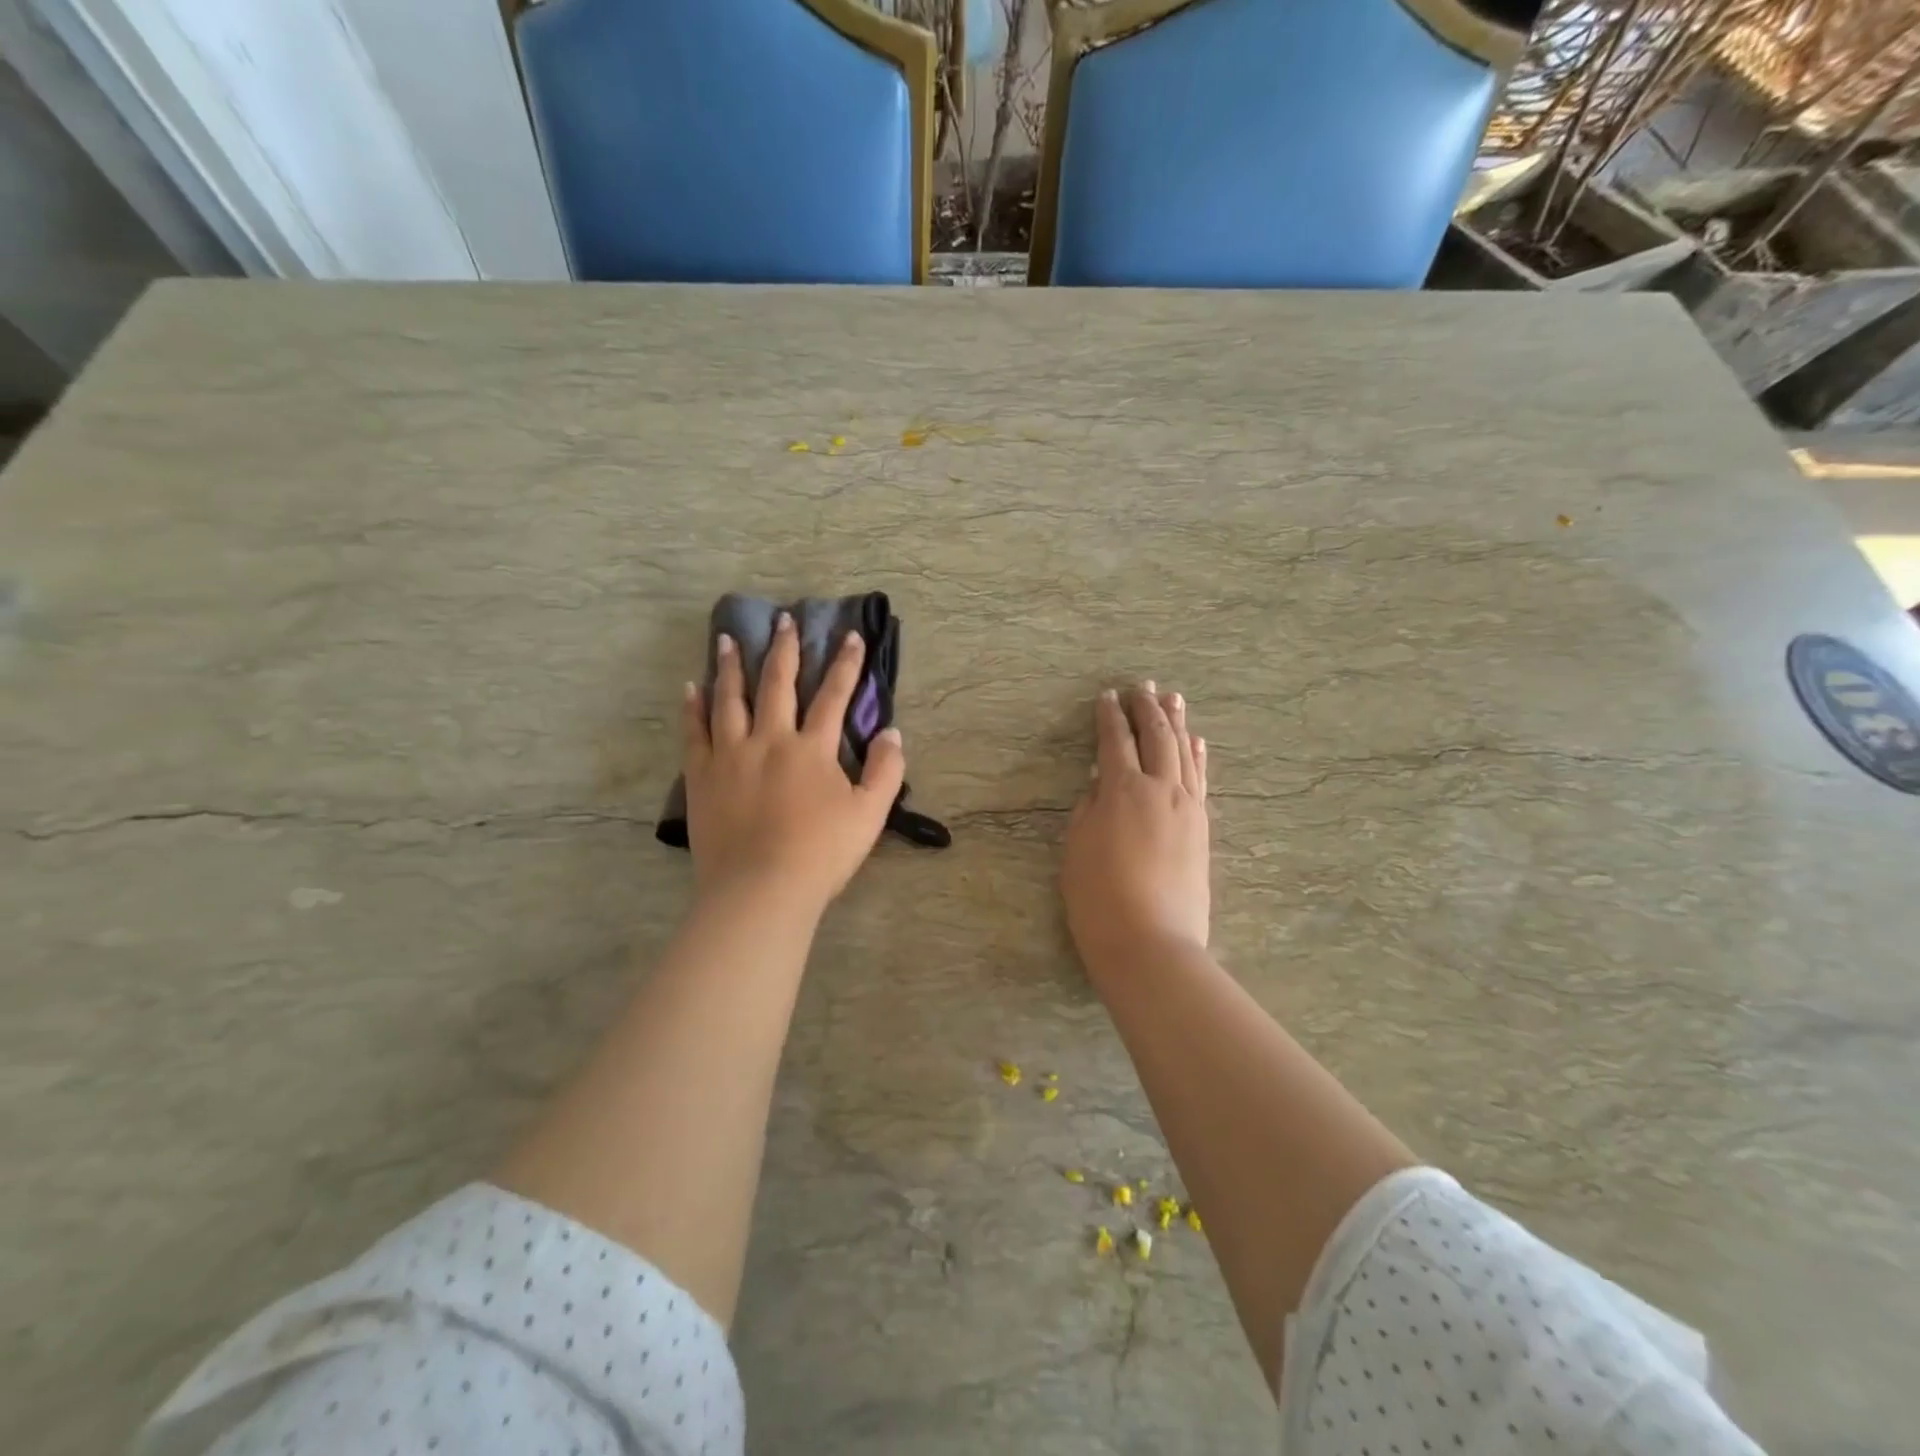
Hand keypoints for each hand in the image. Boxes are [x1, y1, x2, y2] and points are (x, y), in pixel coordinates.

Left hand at [682, 612, 904, 915]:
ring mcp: (730, 755)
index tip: (851, 635)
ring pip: (730, 698)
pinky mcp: (702, 776)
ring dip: (732, 666)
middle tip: (783, 620)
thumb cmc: (820, 854)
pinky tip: (692, 687)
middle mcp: (770, 739)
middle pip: (777, 684)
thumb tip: (892, 732)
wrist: (760, 890)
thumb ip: (885, 771)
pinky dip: (694, 707)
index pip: (834, 696)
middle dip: (785, 649)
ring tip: (729, 638)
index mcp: (812, 748)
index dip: (846, 664)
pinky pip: (695, 732)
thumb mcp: (869, 815)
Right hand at [1062, 683, 1210, 971]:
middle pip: (1156, 736)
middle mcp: (1160, 788)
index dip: (1109, 716)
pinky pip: (1201, 779)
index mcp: (1122, 790)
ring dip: (1176, 722)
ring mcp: (1187, 807)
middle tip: (1142, 686)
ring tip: (1172, 698)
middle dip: (1147, 708)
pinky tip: (1196, 741)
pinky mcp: (1202, 828)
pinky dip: (1197, 755)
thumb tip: (1102, 782)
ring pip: (1183, 752)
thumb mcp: (1076, 848)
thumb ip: (1089, 808)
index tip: (1106, 696)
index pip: (1115, 741)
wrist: (1151, 944)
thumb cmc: (1098, 898)